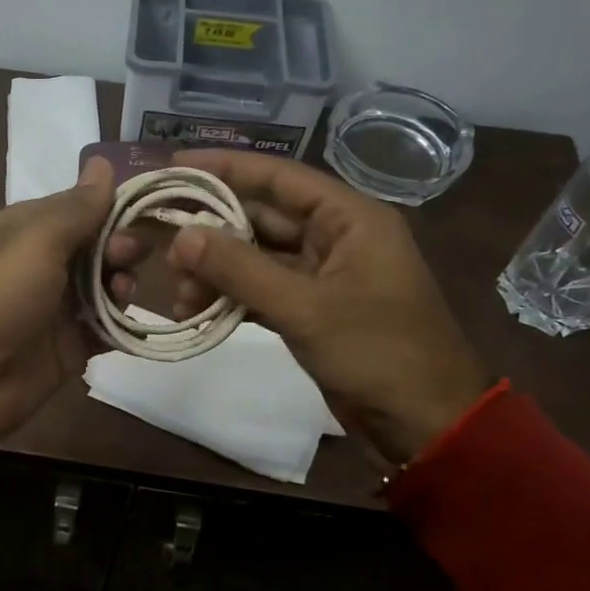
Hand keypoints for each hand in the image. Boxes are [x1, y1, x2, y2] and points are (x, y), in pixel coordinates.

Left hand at [0, 157, 130, 445]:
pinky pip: (107, 328)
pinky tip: (132, 322)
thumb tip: (103, 162)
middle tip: (123, 257)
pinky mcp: (71, 347)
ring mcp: (59, 307)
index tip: (146, 209)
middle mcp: (46, 263)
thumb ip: (77, 207)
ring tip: (121, 292)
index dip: (115, 206)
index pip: (84, 207)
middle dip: (121, 246)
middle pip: (100, 246)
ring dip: (123, 283)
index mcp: (31, 229)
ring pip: (108, 286)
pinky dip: (123, 323)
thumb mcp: (36, 240)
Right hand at [162, 150, 493, 463]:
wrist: (425, 424)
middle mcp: (336, 237)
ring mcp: (324, 275)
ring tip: (179, 293)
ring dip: (218, 271)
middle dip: (214, 230)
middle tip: (163, 242)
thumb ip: (240, 269)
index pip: (280, 177)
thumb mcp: (305, 308)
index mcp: (350, 218)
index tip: (175, 166)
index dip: (226, 168)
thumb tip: (180, 236)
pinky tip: (199, 309)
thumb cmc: (377, 353)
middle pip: (263, 217)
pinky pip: (264, 290)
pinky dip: (233, 297)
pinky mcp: (314, 310)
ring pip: (258, 258)